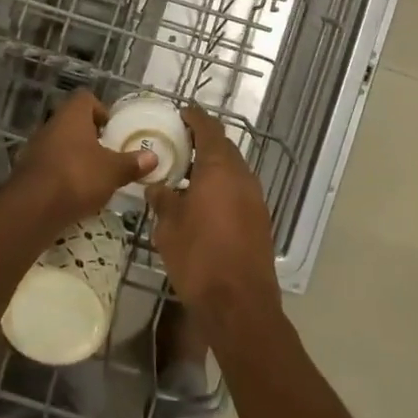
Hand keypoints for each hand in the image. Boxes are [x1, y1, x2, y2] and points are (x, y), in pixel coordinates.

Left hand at [12, 90, 155, 228]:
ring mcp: (36, 148)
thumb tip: (153, 157)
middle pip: (73, 123)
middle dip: (90, 137)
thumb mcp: (112, 171)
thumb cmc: (77, 177)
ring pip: (61, 145)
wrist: (32, 208)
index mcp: (72, 115)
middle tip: (108, 155)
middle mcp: (51, 125)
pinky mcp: (28, 172)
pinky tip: (76, 194)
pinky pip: (51, 166)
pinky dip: (63, 176)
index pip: (86, 99)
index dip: (101, 110)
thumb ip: (132, 163)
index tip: (112, 130)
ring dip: (76, 157)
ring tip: (94, 177)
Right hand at [147, 106, 280, 323]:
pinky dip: (222, 187)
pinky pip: (239, 190)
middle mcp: (242, 176)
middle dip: (203, 142)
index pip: (209, 128)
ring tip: (186, 174)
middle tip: (178, 144)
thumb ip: (163, 199)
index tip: (181, 113)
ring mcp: (255, 198)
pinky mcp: (260, 220)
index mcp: (220, 168)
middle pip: (224, 147)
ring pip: (233, 170)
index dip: (195, 117)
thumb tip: (157, 186)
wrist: (239, 304)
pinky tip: (203, 202)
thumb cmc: (199, 257)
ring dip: (213, 166)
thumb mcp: (169, 226)